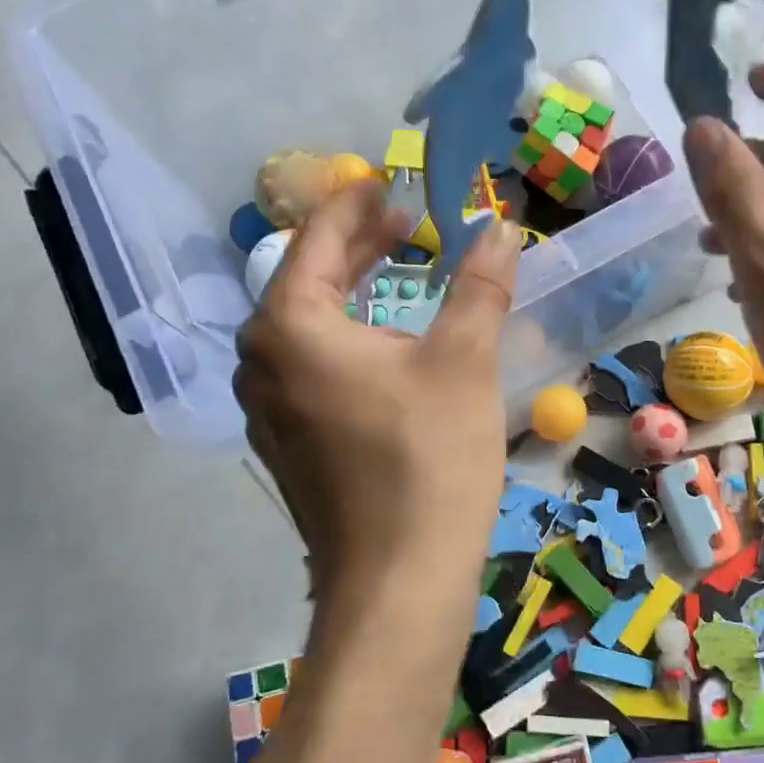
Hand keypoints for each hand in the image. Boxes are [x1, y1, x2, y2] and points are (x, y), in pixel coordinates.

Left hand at [234, 182, 521, 601]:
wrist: (398, 582)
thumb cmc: (429, 459)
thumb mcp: (463, 360)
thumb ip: (479, 285)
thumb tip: (500, 227)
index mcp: (291, 325)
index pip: (319, 238)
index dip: (358, 202)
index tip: (392, 180)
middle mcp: (263, 360)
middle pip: (308, 279)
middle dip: (358, 245)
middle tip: (406, 222)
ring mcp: (270, 408)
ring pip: (309, 325)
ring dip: (355, 291)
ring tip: (400, 271)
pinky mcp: (291, 443)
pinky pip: (312, 365)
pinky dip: (348, 337)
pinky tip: (387, 344)